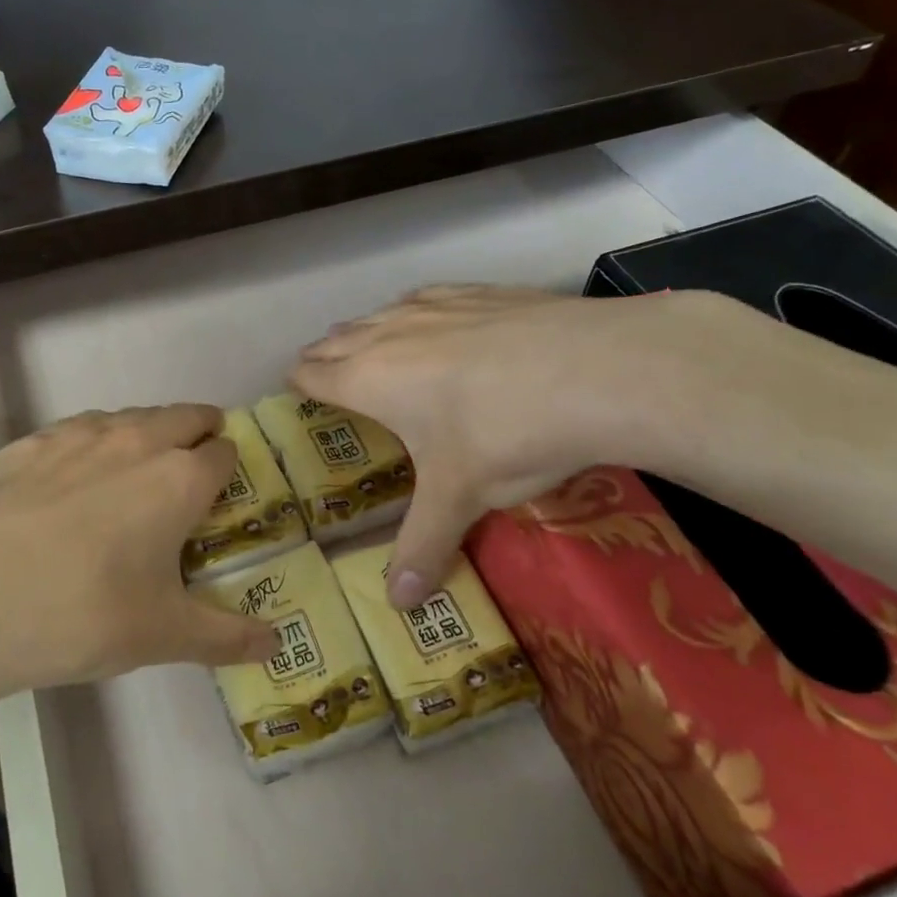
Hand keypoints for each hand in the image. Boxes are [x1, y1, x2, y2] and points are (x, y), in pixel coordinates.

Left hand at [0, 405, 279, 727]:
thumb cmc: (80, 615)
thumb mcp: (161, 636)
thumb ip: (225, 636)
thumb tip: (275, 644)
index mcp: (179, 479)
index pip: (223, 453)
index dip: (229, 469)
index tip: (224, 493)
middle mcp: (136, 440)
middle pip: (184, 416)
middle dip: (199, 432)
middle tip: (193, 468)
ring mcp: (78, 434)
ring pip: (131, 416)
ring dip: (147, 433)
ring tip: (136, 471)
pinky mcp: (29, 441)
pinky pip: (79, 429)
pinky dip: (93, 443)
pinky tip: (73, 478)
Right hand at [292, 285, 729, 605]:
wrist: (598, 370)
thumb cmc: (505, 434)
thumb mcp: (460, 497)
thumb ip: (423, 546)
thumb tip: (400, 604)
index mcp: (371, 379)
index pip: (314, 373)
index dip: (300, 382)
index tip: (299, 391)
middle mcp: (391, 334)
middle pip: (338, 338)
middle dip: (327, 356)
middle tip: (329, 377)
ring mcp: (436, 306)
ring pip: (380, 313)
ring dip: (368, 332)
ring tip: (374, 350)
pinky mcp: (479, 292)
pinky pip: (427, 297)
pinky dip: (417, 312)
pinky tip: (437, 321)